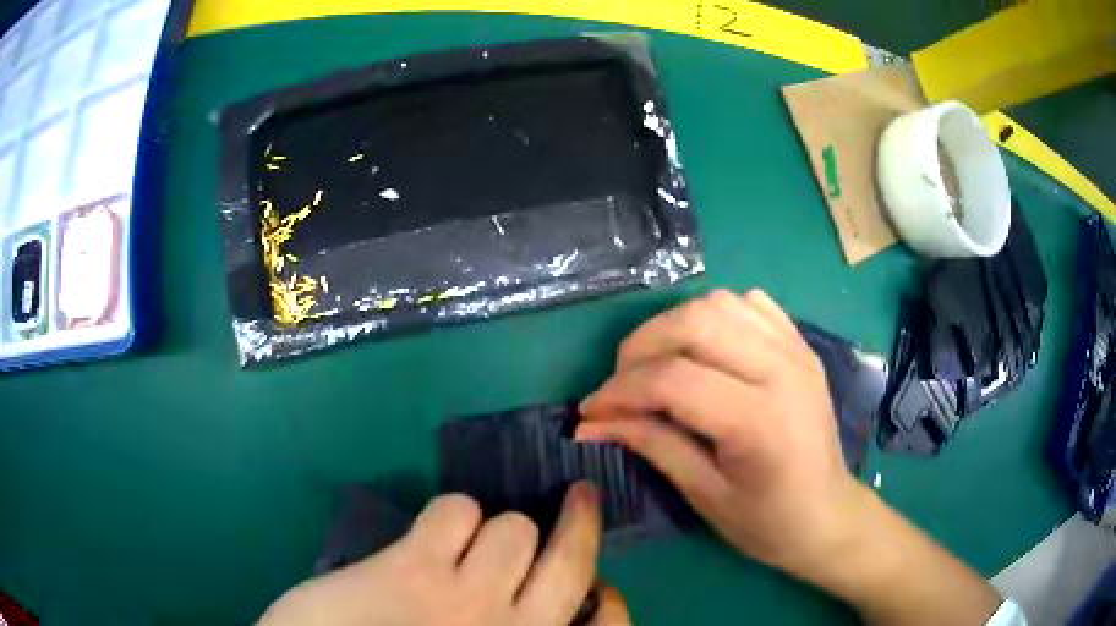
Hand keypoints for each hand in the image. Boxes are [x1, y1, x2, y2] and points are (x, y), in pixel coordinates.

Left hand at [260, 483, 630, 625]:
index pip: (608, 623)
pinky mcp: (414, 570)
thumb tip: (535, 602)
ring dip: (495, 528)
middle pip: (572, 560)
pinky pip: (456, 511)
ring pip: (512, 527)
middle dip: (581, 520)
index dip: (608, 596)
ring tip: (467, 544)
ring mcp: (466, 601)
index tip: (599, 583)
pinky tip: (430, 538)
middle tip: (581, 495)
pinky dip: (449, 515)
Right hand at [578, 289, 860, 575]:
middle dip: (641, 347)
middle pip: (694, 323)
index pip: (673, 380)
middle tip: (620, 384)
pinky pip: (749, 304)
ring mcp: (796, 349)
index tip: (591, 412)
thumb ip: (650, 444)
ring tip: (657, 365)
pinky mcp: (800, 344)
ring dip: (674, 326)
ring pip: (719, 303)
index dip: (620, 391)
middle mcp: (782, 370)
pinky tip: (704, 349)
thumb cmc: (767, 521)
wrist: (828, 514)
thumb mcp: (703, 493)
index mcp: (759, 420)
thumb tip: (590, 423)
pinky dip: (714, 316)